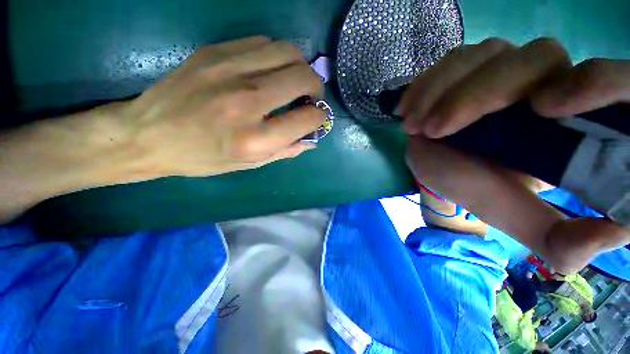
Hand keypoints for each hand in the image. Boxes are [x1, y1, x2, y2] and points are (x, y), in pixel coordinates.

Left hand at [120, 35, 324, 176]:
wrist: (147, 135)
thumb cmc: (202, 157)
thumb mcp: (249, 164)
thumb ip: (285, 151)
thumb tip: (311, 140)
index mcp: (256, 138)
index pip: (308, 118)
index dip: (320, 117)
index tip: (317, 117)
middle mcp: (247, 101)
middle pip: (303, 77)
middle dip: (316, 87)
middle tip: (310, 96)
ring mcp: (229, 70)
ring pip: (287, 52)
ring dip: (299, 67)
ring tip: (293, 81)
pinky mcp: (215, 52)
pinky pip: (263, 43)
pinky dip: (277, 56)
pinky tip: (270, 71)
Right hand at [401, 37, 629, 273]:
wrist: (442, 169)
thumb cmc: (479, 190)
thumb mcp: (518, 218)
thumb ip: (562, 241)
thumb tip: (614, 236)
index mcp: (576, 124)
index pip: (613, 83)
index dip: (596, 83)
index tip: (546, 109)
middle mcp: (549, 83)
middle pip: (539, 58)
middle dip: (481, 94)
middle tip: (435, 130)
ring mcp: (506, 67)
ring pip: (489, 53)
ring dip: (442, 90)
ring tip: (413, 125)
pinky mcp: (471, 67)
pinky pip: (455, 58)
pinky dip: (427, 82)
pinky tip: (408, 107)